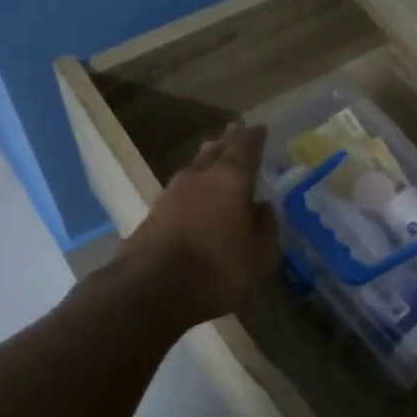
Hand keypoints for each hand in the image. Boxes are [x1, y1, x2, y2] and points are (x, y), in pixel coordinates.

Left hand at [120, 123, 280, 324]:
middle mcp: (200, 177)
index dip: (254, 137)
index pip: (245, 147)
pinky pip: (180, 191)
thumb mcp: (260, 256)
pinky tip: (194, 195)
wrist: (150, 289)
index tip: (259, 127)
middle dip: (228, 141)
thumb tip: (263, 208)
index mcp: (231, 179)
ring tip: (214, 155)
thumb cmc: (217, 270)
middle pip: (215, 151)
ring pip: (194, 167)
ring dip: (206, 160)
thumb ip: (266, 228)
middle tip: (236, 131)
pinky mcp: (153, 214)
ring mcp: (171, 194)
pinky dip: (192, 187)